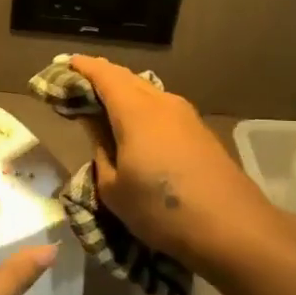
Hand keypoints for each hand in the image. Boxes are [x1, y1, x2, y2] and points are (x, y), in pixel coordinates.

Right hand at [68, 55, 281, 273]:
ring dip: (123, 93)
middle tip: (77, 86)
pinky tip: (134, 126)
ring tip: (103, 105)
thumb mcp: (114, 188)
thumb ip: (100, 151)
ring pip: (146, 91)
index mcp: (135, 111)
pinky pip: (161, 107)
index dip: (81, 67)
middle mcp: (161, 103)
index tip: (63, 65)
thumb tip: (97, 131)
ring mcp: (185, 116)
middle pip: (126, 78)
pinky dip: (141, 108)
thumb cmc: (161, 210)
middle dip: (100, 77)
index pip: (103, 75)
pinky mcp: (200, 132)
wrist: (233, 229)